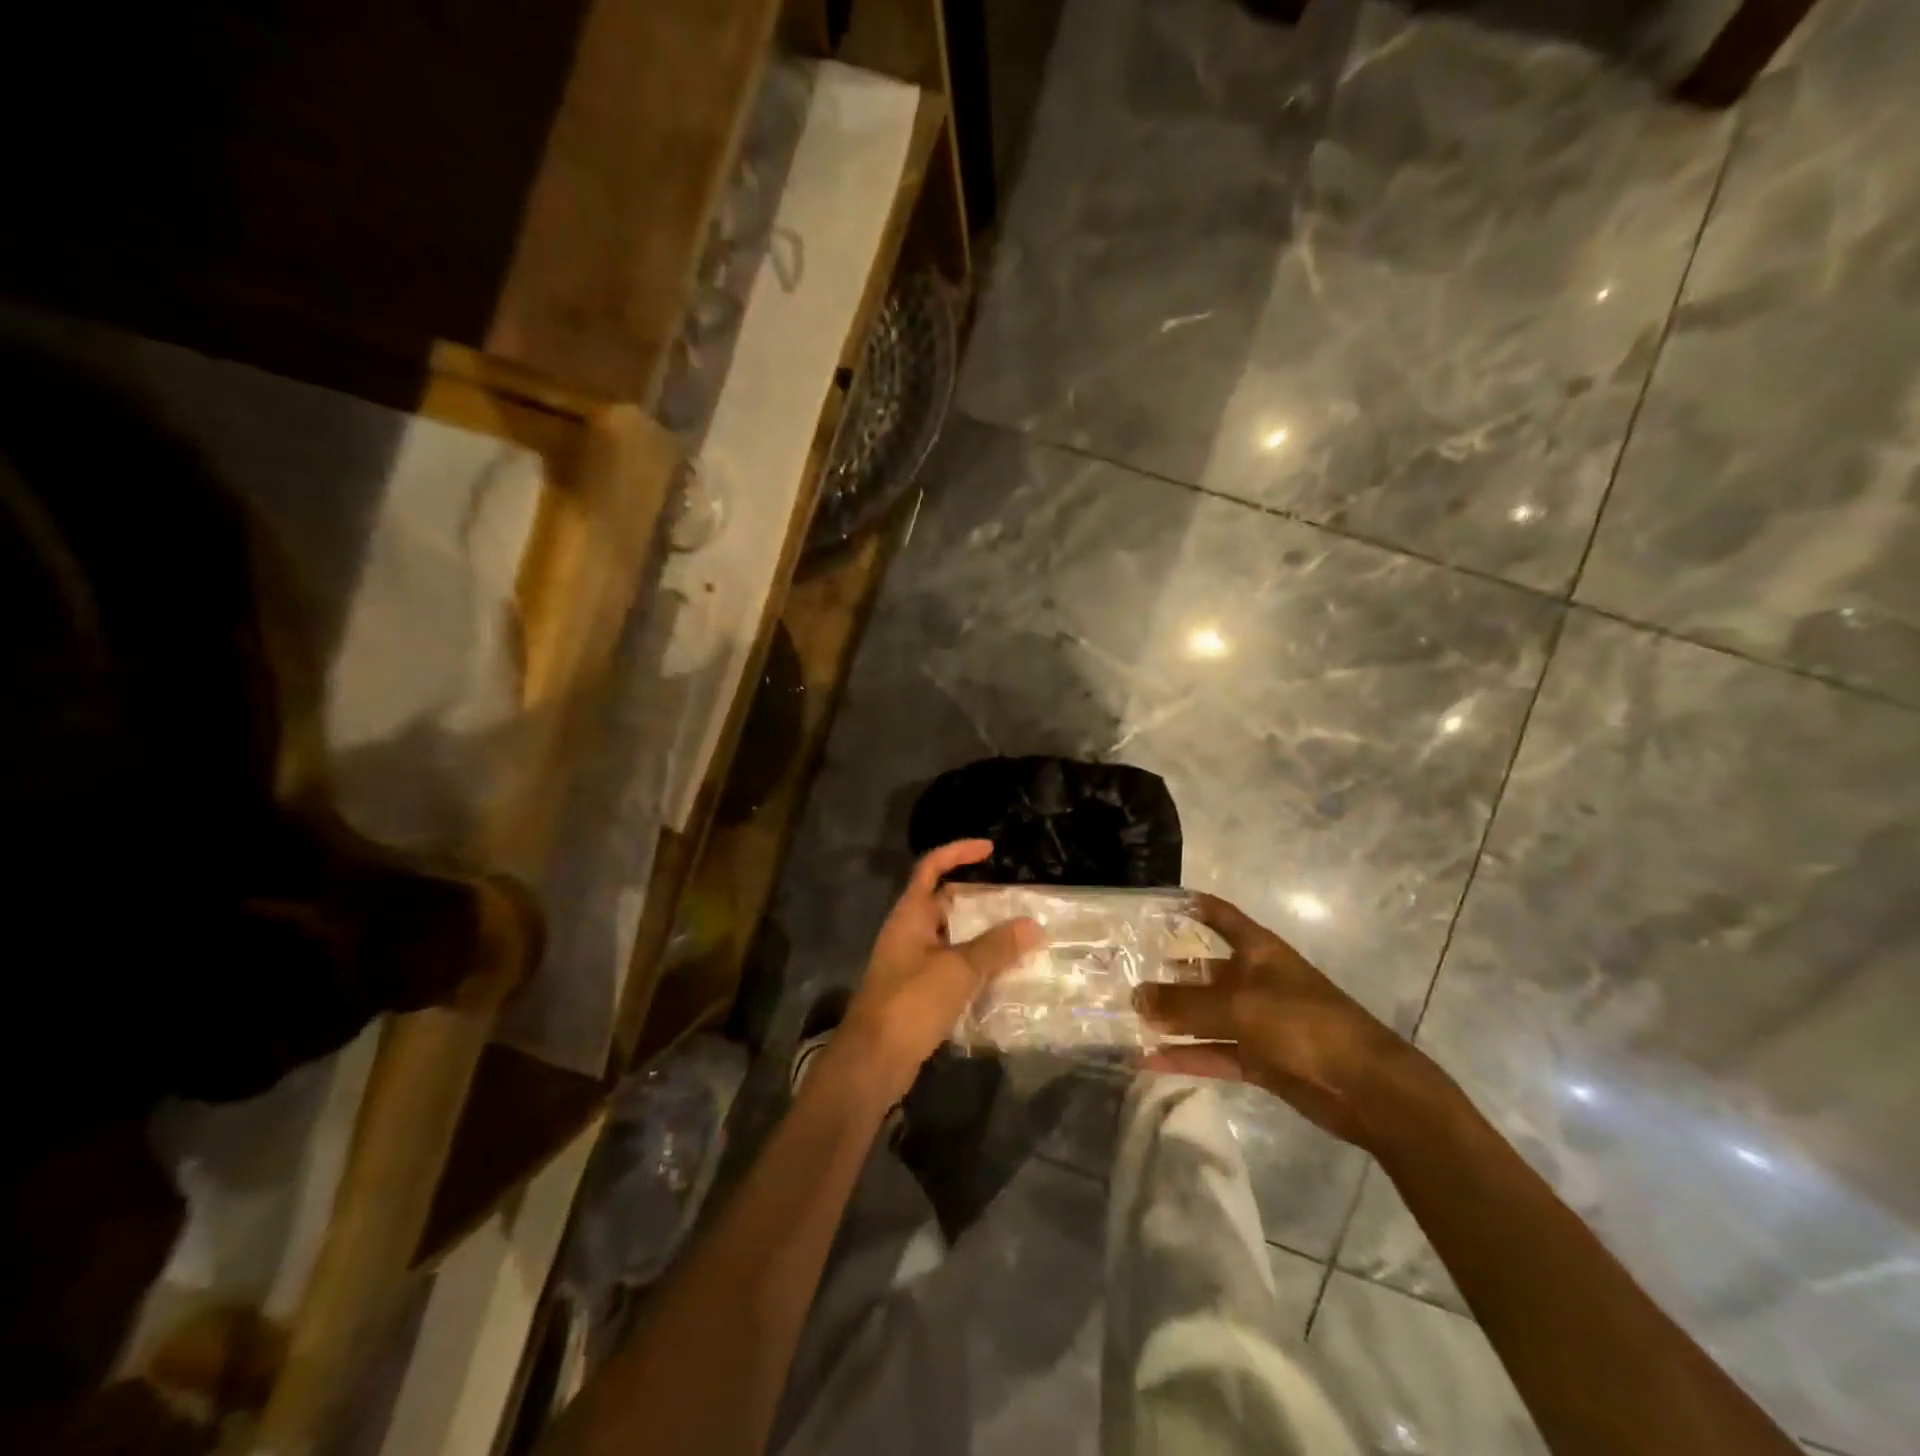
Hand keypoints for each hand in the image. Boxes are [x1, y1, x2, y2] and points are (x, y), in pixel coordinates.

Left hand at [836, 840, 1039, 1103]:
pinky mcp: (916, 993)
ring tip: (1017, 938)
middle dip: (978, 900)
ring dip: (979, 937)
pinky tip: (1000, 977)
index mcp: (910, 915)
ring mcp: (910, 964)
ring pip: (950, 938)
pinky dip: (973, 967)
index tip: (990, 849)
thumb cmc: (911, 1002)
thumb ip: (996, 947)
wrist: (873, 1061)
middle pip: (943, 902)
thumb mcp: (958, 970)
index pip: (931, 867)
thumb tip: (1033, 925)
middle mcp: (907, 933)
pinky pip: (950, 968)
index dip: (958, 852)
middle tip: (1015, 902)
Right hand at [1134, 892, 1436, 1148]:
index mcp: (1257, 950)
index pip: (1218, 915)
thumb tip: (1136, 998)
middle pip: (1203, 970)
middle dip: (1167, 973)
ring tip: (1128, 1018)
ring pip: (1204, 1015)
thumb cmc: (1302, 1023)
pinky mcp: (1259, 1059)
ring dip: (1171, 1019)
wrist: (1365, 1087)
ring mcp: (1257, 1021)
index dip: (1190, 905)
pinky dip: (1185, 1055)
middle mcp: (1254, 980)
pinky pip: (1212, 1052)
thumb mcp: (1238, 1006)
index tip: (1153, 904)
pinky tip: (1148, 1059)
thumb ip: (1184, 1003)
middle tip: (1123, 974)